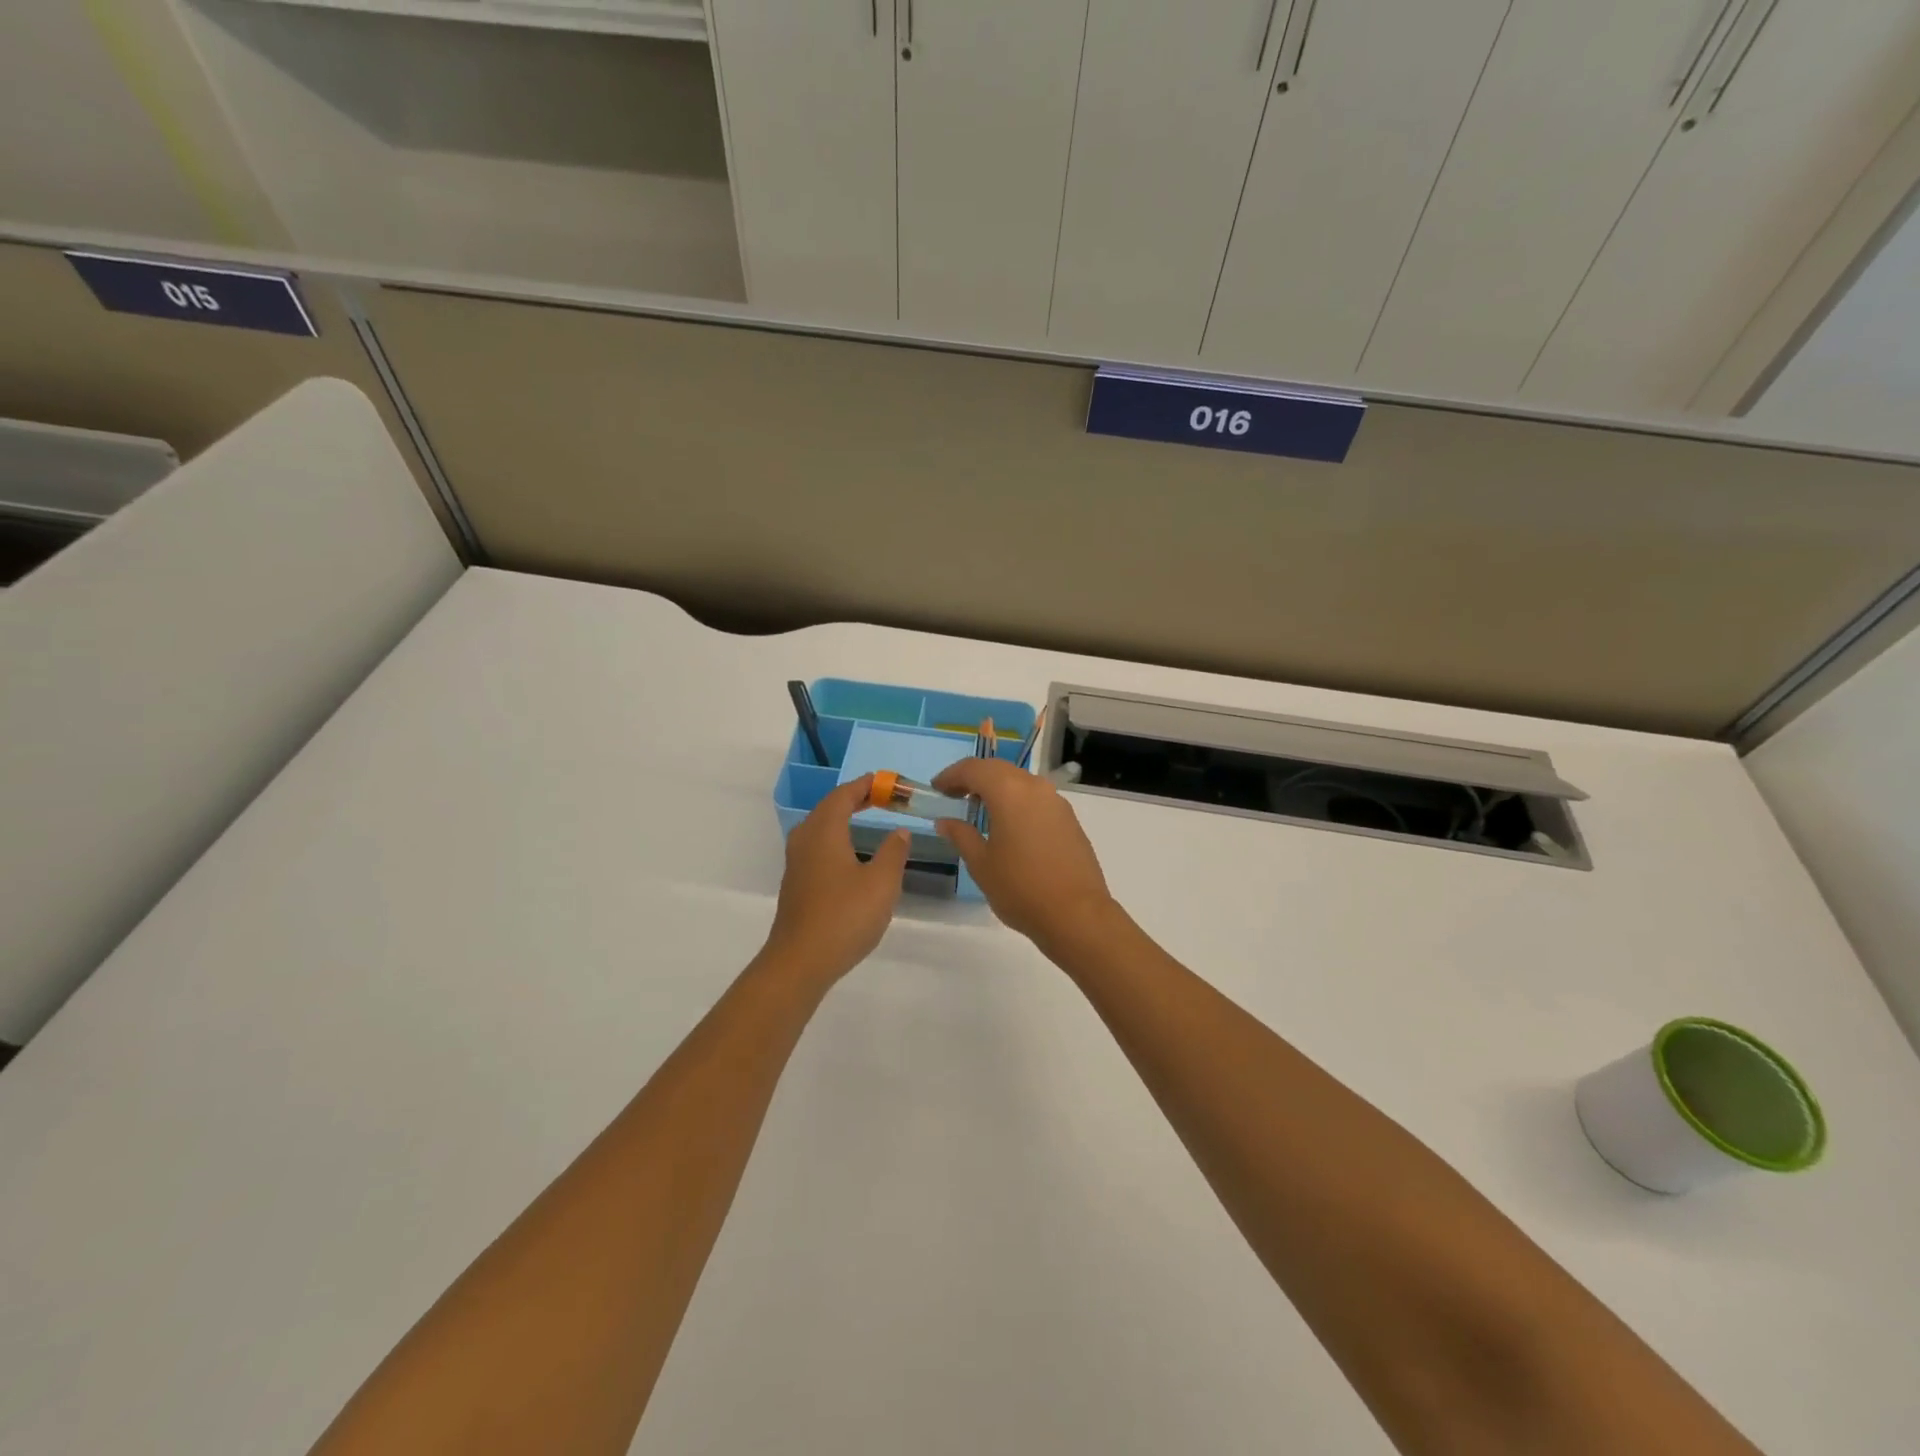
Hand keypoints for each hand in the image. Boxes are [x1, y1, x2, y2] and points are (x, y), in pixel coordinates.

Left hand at [762, 774, 911, 985]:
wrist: (800, 962)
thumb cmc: (845, 916)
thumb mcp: (882, 883)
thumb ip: (894, 852)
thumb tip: (899, 831)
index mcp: (824, 831)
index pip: (843, 795)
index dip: (864, 785)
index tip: (885, 782)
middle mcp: (806, 840)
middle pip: (828, 808)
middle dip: (853, 799)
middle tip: (880, 797)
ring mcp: (797, 863)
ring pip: (819, 828)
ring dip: (842, 818)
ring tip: (865, 819)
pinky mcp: (796, 884)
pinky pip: (816, 847)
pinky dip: (835, 838)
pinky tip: (849, 854)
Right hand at [931, 758, 1117, 947]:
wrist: (1077, 914)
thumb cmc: (1020, 888)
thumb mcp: (981, 864)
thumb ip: (961, 835)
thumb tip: (945, 821)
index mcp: (1009, 791)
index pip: (974, 769)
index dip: (952, 775)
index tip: (937, 789)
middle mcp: (1035, 787)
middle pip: (999, 770)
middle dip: (974, 778)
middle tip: (954, 796)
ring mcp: (1056, 802)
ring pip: (1020, 782)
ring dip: (998, 789)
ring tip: (980, 811)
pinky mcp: (1069, 819)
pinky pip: (1037, 799)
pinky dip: (1017, 802)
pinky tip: (1010, 826)